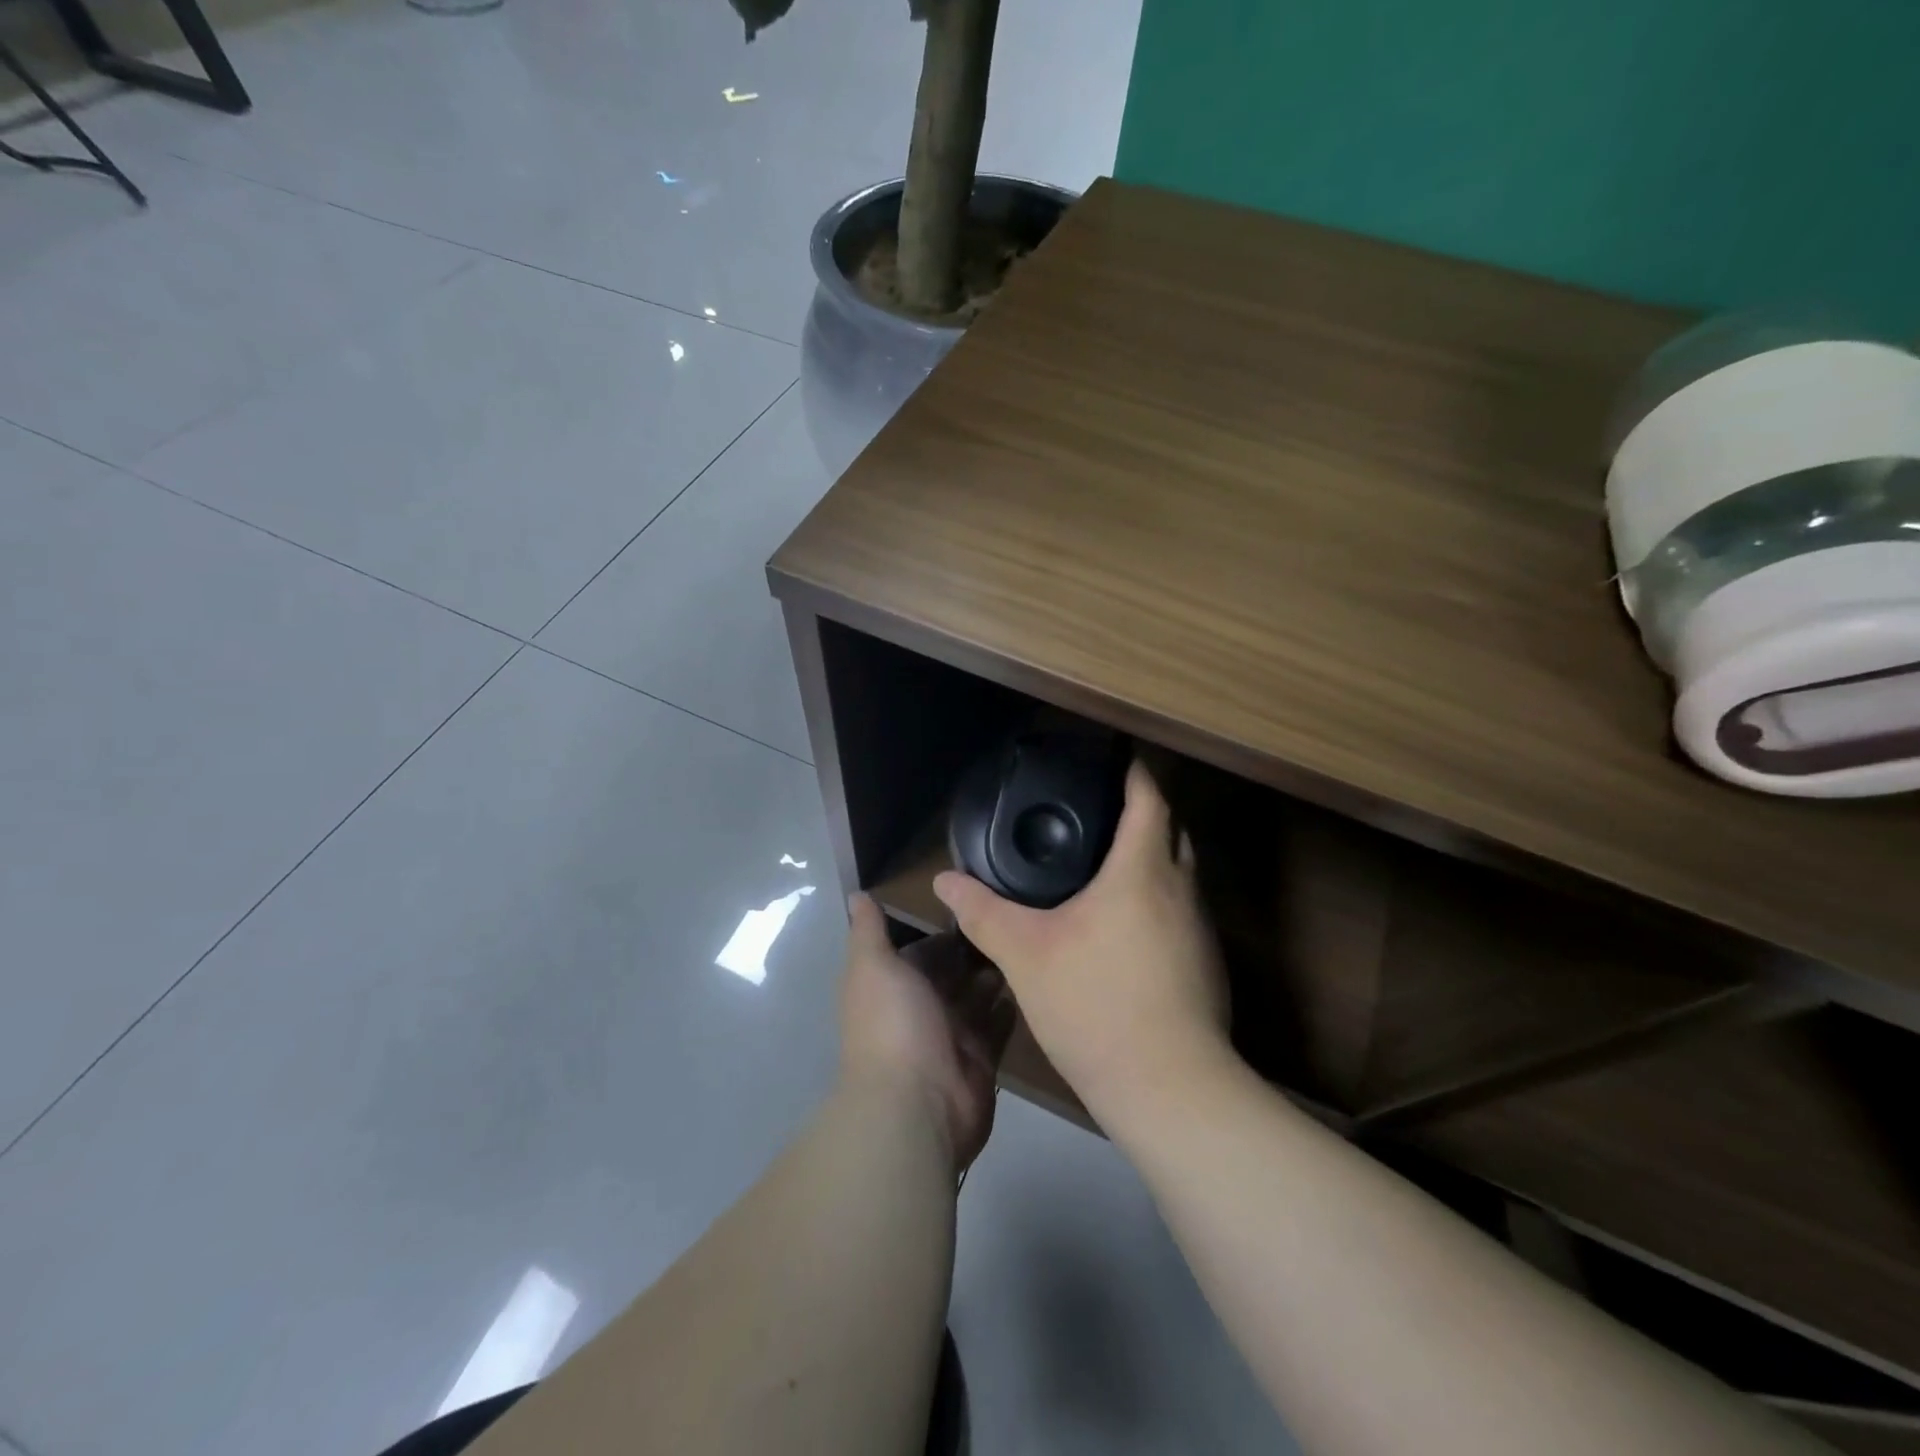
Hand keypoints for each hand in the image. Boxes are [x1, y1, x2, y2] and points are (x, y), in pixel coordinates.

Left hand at [839, 893, 1013, 1172]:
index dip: (944, 930)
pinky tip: (1031, 985)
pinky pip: (998, 1029)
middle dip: (975, 951)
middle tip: (1012, 919)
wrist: (916, 1105)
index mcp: (893, 987)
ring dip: (995, 976)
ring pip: (977, 999)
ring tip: (1025, 946)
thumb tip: (856, 894)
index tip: (976, 901)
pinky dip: (1009, 1011)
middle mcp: (921, 1010)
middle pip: (952, 974)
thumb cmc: (893, 1025)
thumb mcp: (874, 966)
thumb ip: (868, 930)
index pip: (922, 951)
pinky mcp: (980, 1060)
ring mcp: (951, 1038)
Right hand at [932, 761, 1231, 1134]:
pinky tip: (1126, 925)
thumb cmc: (1096, 1004)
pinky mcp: (1207, 966)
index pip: (1150, 800)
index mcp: (1143, 872)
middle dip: (1145, 812)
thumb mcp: (1025, 955)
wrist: (1169, 1088)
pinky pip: (1183, 911)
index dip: (1135, 773)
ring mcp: (1201, 930)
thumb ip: (983, 913)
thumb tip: (943, 882)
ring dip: (1154, 858)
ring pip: (1182, 873)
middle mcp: (1182, 890)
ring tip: (1109, 861)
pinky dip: (1159, 899)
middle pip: (1173, 830)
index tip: (1116, 757)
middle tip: (1102, 808)